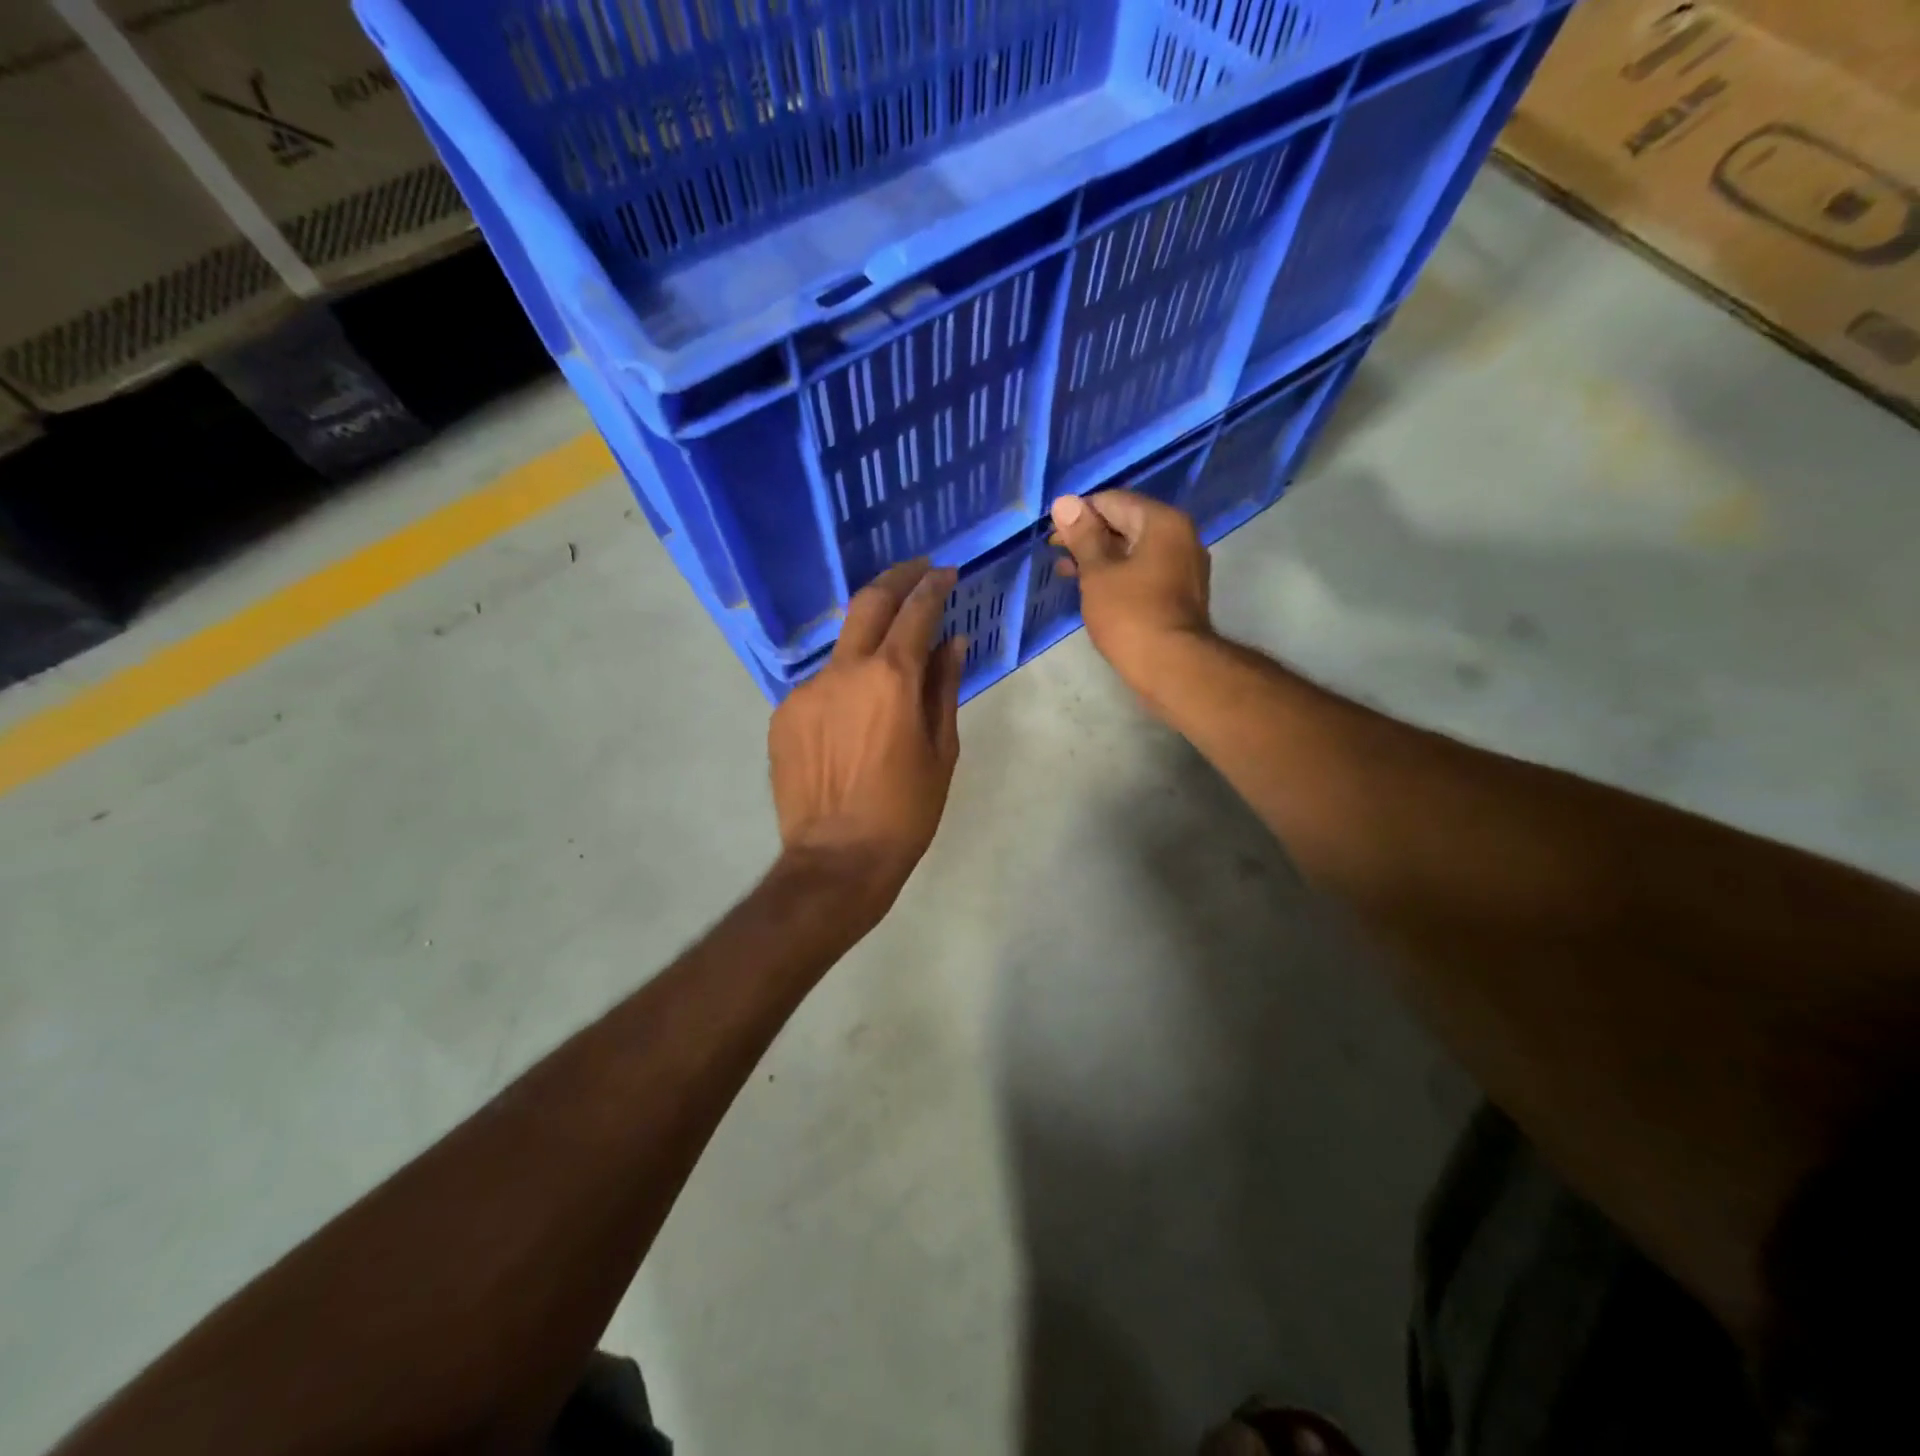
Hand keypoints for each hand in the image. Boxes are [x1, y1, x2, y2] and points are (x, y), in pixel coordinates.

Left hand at [768, 559, 964, 912]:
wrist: (836, 860)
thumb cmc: (905, 811)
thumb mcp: (941, 751)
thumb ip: (943, 688)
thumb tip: (951, 643)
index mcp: (891, 678)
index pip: (915, 611)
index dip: (933, 586)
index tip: (945, 574)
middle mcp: (844, 671)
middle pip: (868, 602)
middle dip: (896, 579)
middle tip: (917, 573)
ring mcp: (806, 690)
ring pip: (843, 649)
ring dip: (869, 644)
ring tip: (888, 668)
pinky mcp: (783, 714)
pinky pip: (821, 686)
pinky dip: (843, 686)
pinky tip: (853, 718)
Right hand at [1050, 491, 1212, 696]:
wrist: (1172, 667)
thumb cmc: (1130, 615)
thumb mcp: (1097, 573)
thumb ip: (1082, 536)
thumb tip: (1065, 502)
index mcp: (1162, 522)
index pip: (1113, 500)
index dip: (1079, 514)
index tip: (1053, 536)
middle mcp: (1181, 535)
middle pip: (1126, 522)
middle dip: (1089, 536)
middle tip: (1057, 554)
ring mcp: (1184, 565)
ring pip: (1134, 549)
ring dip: (1101, 557)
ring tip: (1067, 572)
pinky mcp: (1181, 592)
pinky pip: (1144, 570)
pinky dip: (1119, 573)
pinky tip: (1094, 589)